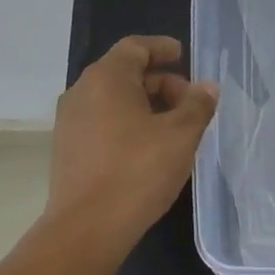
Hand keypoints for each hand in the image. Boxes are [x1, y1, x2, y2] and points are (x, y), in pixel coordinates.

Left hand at [49, 36, 218, 242]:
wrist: (88, 227)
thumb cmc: (138, 171)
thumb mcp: (181, 136)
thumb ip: (197, 106)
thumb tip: (207, 88)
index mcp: (106, 79)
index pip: (135, 47)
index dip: (161, 48)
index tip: (182, 55)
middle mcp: (81, 92)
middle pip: (124, 73)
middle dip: (159, 82)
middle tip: (189, 102)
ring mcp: (70, 122)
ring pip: (112, 100)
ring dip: (145, 105)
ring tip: (174, 127)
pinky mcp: (67, 149)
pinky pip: (102, 122)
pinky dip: (127, 124)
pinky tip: (149, 148)